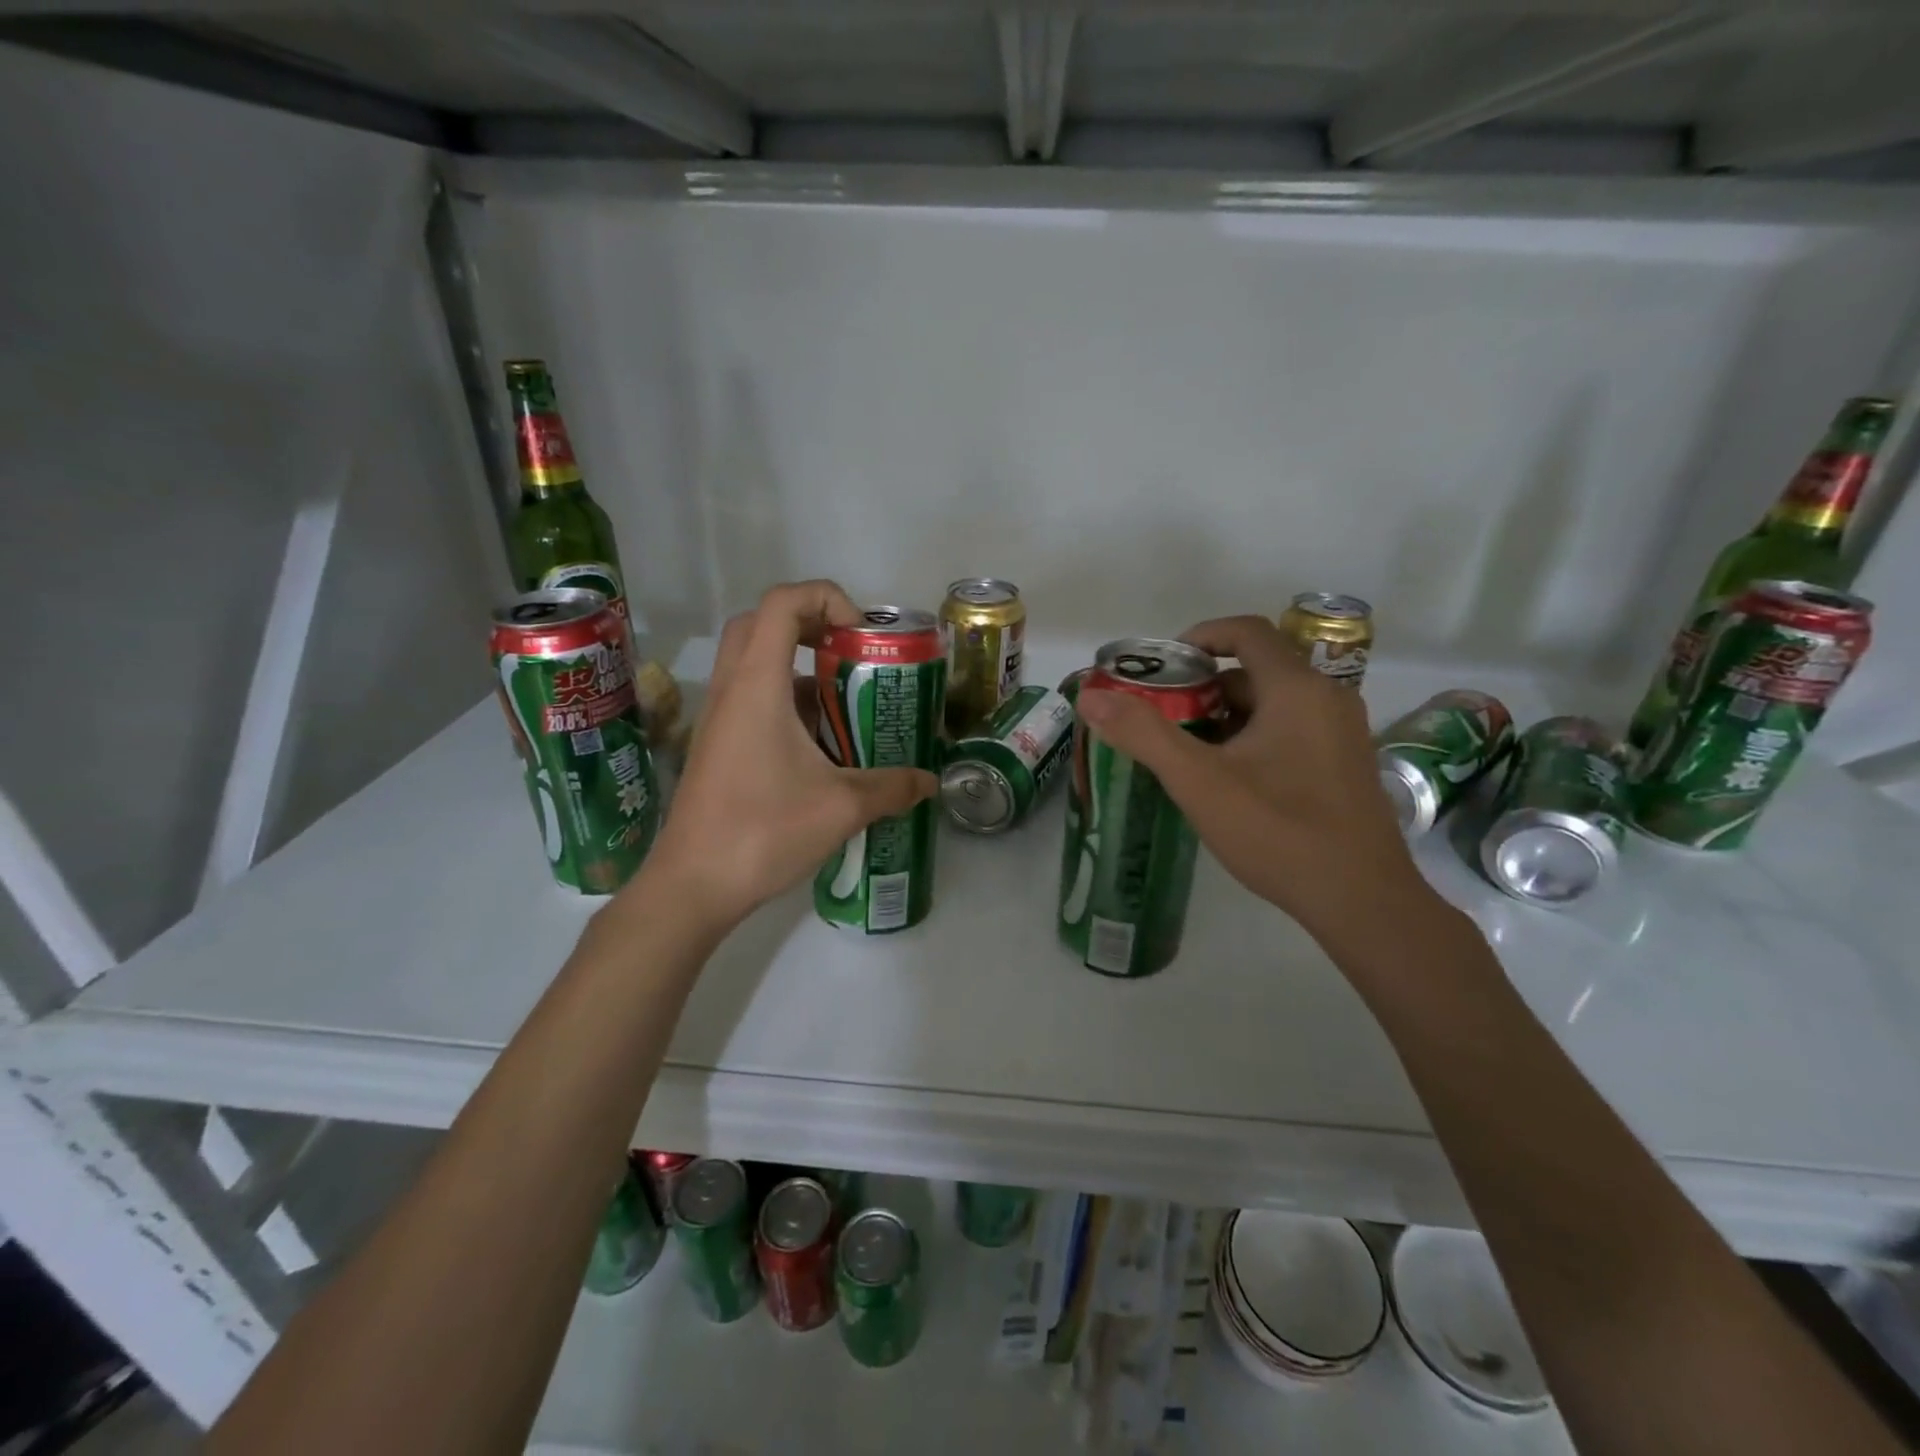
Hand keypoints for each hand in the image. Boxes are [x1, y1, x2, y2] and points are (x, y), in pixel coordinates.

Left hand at [634, 581, 936, 930]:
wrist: (693, 884)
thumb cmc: (764, 831)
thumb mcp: (842, 806)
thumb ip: (892, 787)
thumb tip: (930, 782)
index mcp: (757, 685)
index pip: (782, 603)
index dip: (825, 598)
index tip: (859, 635)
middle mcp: (732, 689)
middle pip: (762, 622)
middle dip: (810, 623)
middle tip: (849, 654)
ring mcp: (719, 718)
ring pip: (753, 661)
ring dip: (797, 665)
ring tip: (843, 698)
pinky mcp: (717, 745)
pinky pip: (751, 697)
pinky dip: (785, 700)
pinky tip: (820, 743)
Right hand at [1075, 615, 1429, 942]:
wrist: (1361, 901)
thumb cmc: (1278, 831)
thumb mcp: (1199, 781)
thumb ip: (1143, 734)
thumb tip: (1091, 697)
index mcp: (1297, 689)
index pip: (1246, 632)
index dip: (1200, 637)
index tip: (1163, 667)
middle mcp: (1328, 698)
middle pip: (1256, 670)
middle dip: (1204, 687)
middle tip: (1164, 718)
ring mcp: (1343, 733)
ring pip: (1273, 704)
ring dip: (1226, 716)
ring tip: (1187, 752)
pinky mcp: (1346, 765)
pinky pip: (1292, 730)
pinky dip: (1254, 737)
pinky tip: (1228, 780)